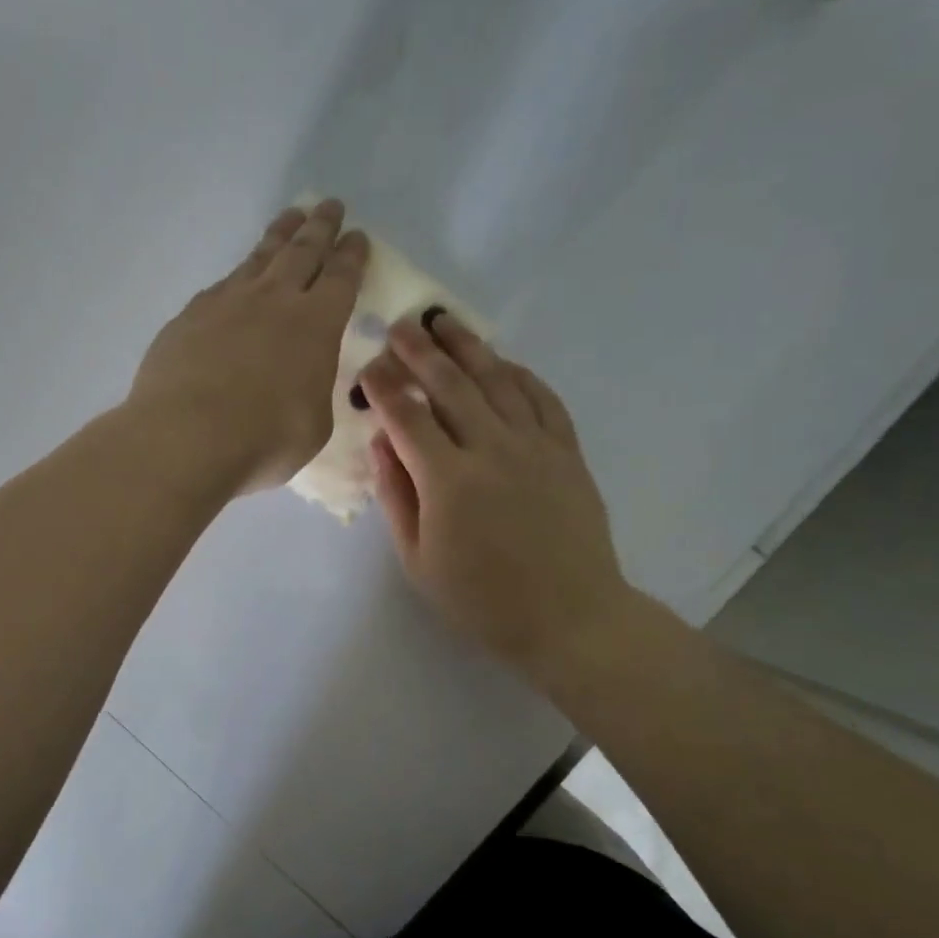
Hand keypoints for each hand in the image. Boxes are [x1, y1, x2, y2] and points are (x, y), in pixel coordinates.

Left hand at [127, 200, 368, 494]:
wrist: (185, 436)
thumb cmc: (264, 438)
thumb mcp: (313, 424)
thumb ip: (313, 391)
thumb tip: (302, 380)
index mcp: (316, 324)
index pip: (341, 277)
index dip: (352, 255)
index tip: (358, 236)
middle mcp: (273, 300)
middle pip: (302, 251)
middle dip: (320, 227)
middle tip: (329, 205)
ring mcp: (226, 302)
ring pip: (259, 258)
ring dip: (279, 235)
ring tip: (290, 218)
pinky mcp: (189, 316)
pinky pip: (221, 286)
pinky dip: (238, 276)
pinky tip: (236, 280)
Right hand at [359, 311, 636, 684]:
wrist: (569, 616)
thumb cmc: (482, 598)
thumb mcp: (419, 560)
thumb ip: (396, 497)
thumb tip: (380, 443)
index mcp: (448, 480)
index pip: (407, 417)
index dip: (384, 387)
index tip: (368, 366)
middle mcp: (492, 449)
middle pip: (451, 385)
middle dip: (420, 351)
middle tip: (401, 325)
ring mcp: (535, 445)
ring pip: (497, 380)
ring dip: (468, 347)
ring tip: (444, 321)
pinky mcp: (567, 451)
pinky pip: (543, 398)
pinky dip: (520, 374)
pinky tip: (502, 361)